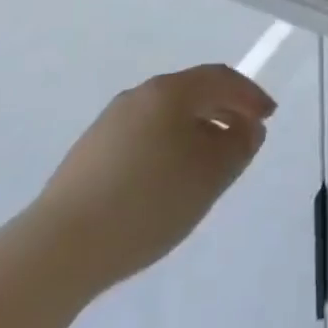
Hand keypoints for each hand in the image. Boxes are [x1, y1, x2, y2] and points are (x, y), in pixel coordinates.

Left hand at [26, 64, 276, 295]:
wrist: (58, 248)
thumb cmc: (148, 202)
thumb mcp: (210, 176)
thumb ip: (239, 146)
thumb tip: (248, 128)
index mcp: (170, 91)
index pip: (221, 78)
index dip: (250, 95)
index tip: (269, 116)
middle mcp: (140, 95)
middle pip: (192, 92)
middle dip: (224, 110)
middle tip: (245, 135)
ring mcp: (109, 123)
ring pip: (166, 116)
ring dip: (195, 130)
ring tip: (209, 162)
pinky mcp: (88, 154)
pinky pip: (143, 137)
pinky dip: (167, 146)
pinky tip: (167, 180)